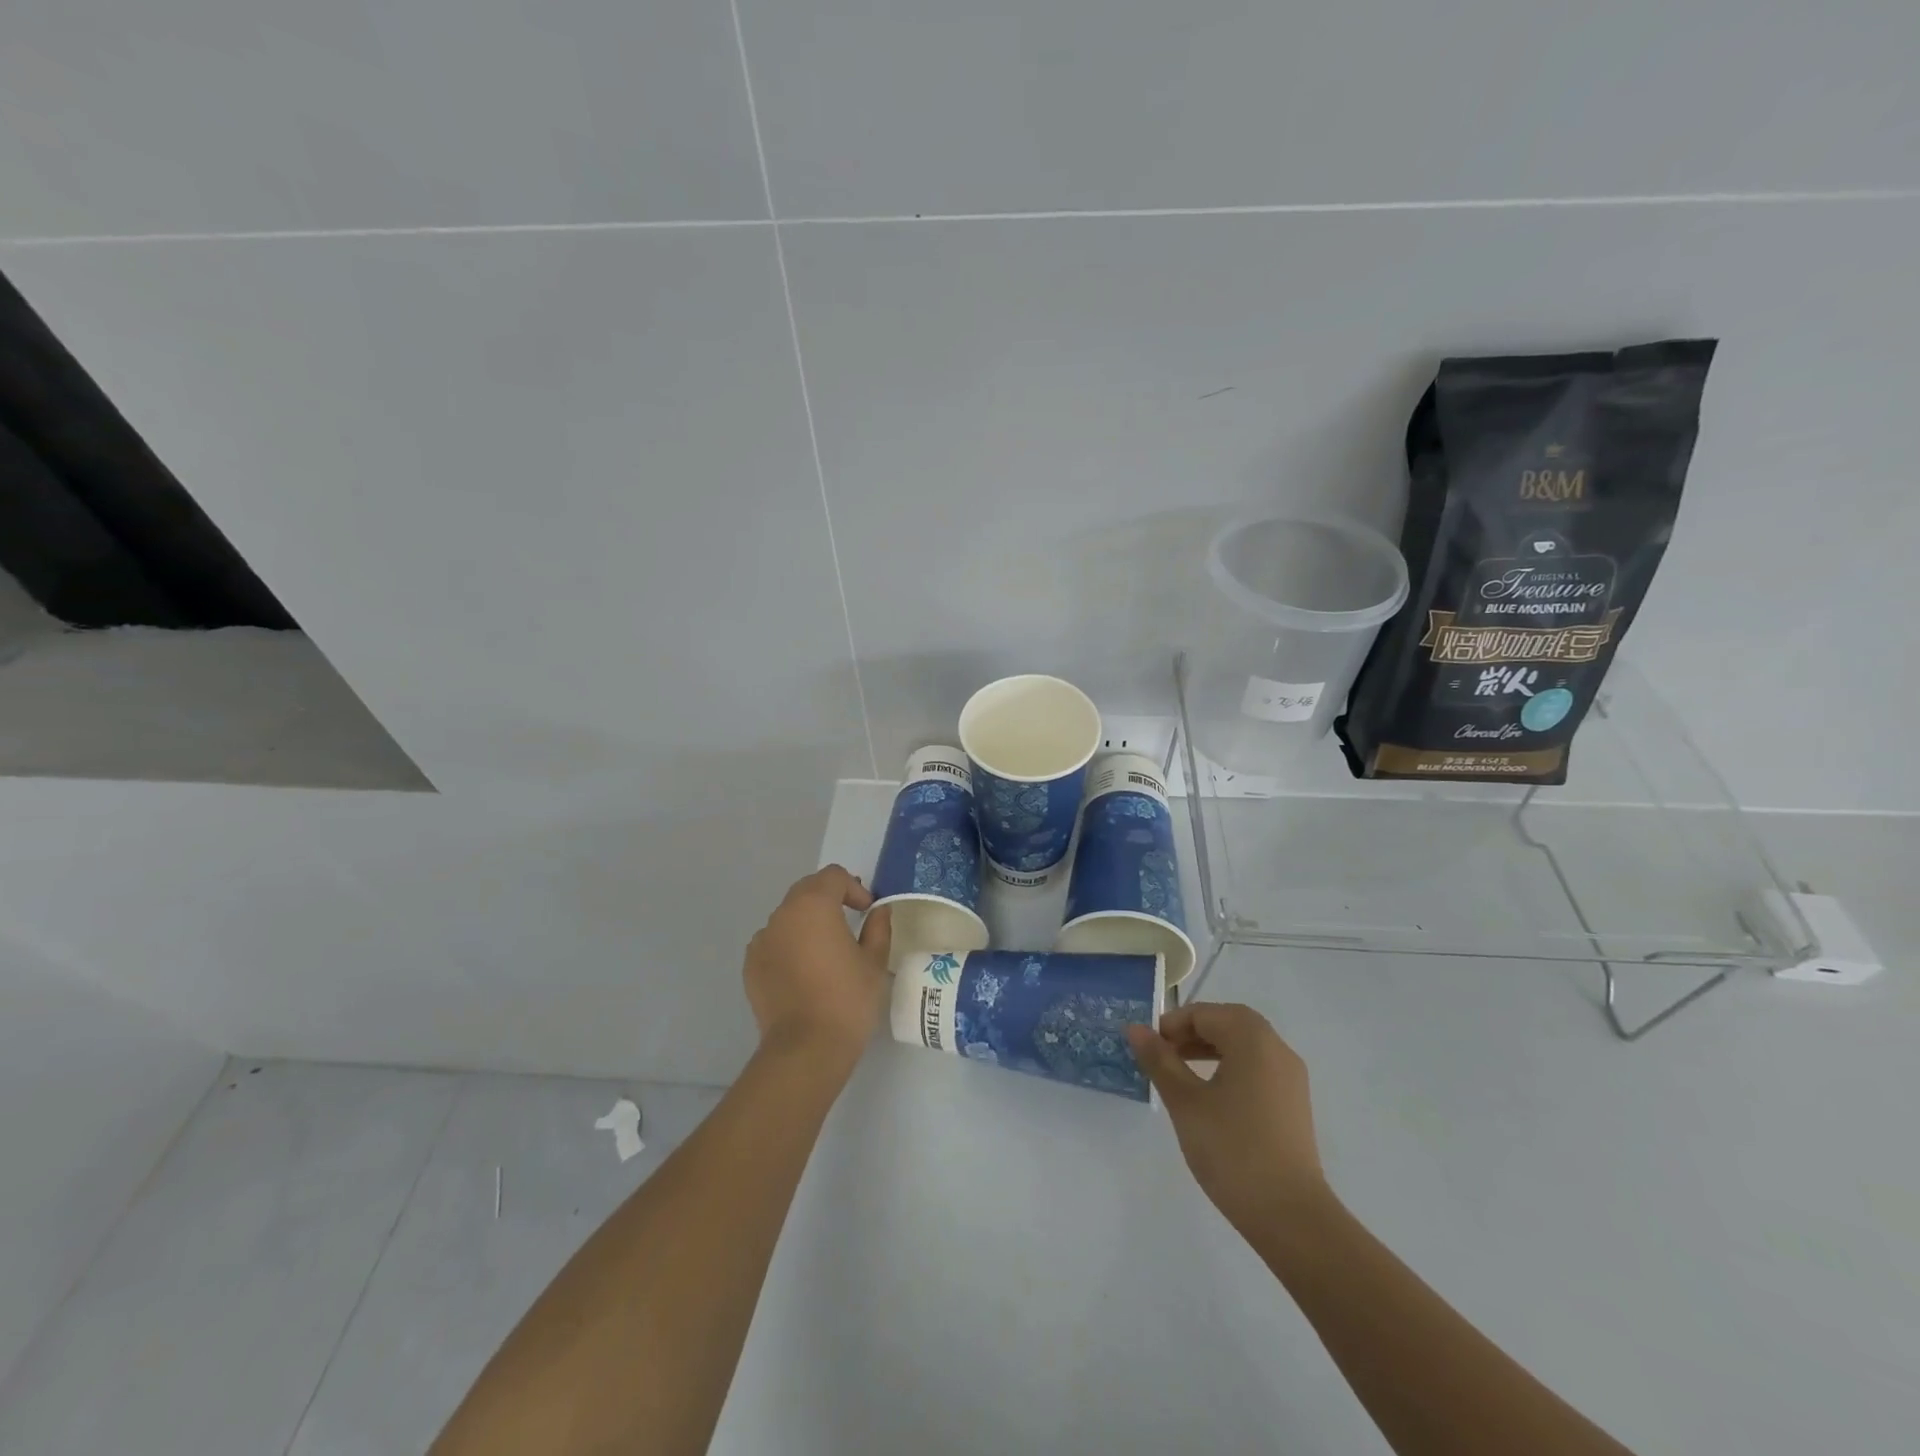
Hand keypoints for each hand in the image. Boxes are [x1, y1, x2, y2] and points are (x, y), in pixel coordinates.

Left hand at [743, 866, 891, 1065]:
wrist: (806, 1048)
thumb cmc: (847, 999)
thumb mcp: (874, 962)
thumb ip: (878, 928)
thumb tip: (878, 912)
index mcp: (814, 905)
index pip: (833, 876)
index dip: (854, 888)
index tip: (867, 910)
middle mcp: (782, 915)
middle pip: (807, 890)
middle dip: (829, 899)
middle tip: (850, 920)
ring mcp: (762, 940)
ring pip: (788, 917)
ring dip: (807, 922)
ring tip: (825, 949)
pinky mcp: (751, 965)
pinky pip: (774, 942)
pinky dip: (789, 945)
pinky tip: (804, 971)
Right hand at [1127, 1003, 1326, 1236]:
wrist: (1291, 1216)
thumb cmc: (1232, 1150)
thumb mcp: (1185, 1102)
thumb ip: (1159, 1060)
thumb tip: (1135, 1028)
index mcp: (1252, 1039)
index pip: (1205, 1013)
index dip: (1172, 1024)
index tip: (1148, 1048)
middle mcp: (1277, 1048)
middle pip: (1228, 1023)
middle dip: (1191, 1032)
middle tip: (1162, 1055)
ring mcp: (1290, 1077)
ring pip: (1244, 1045)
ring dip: (1210, 1049)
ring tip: (1180, 1073)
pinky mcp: (1294, 1104)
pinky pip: (1257, 1068)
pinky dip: (1230, 1067)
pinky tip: (1211, 1097)